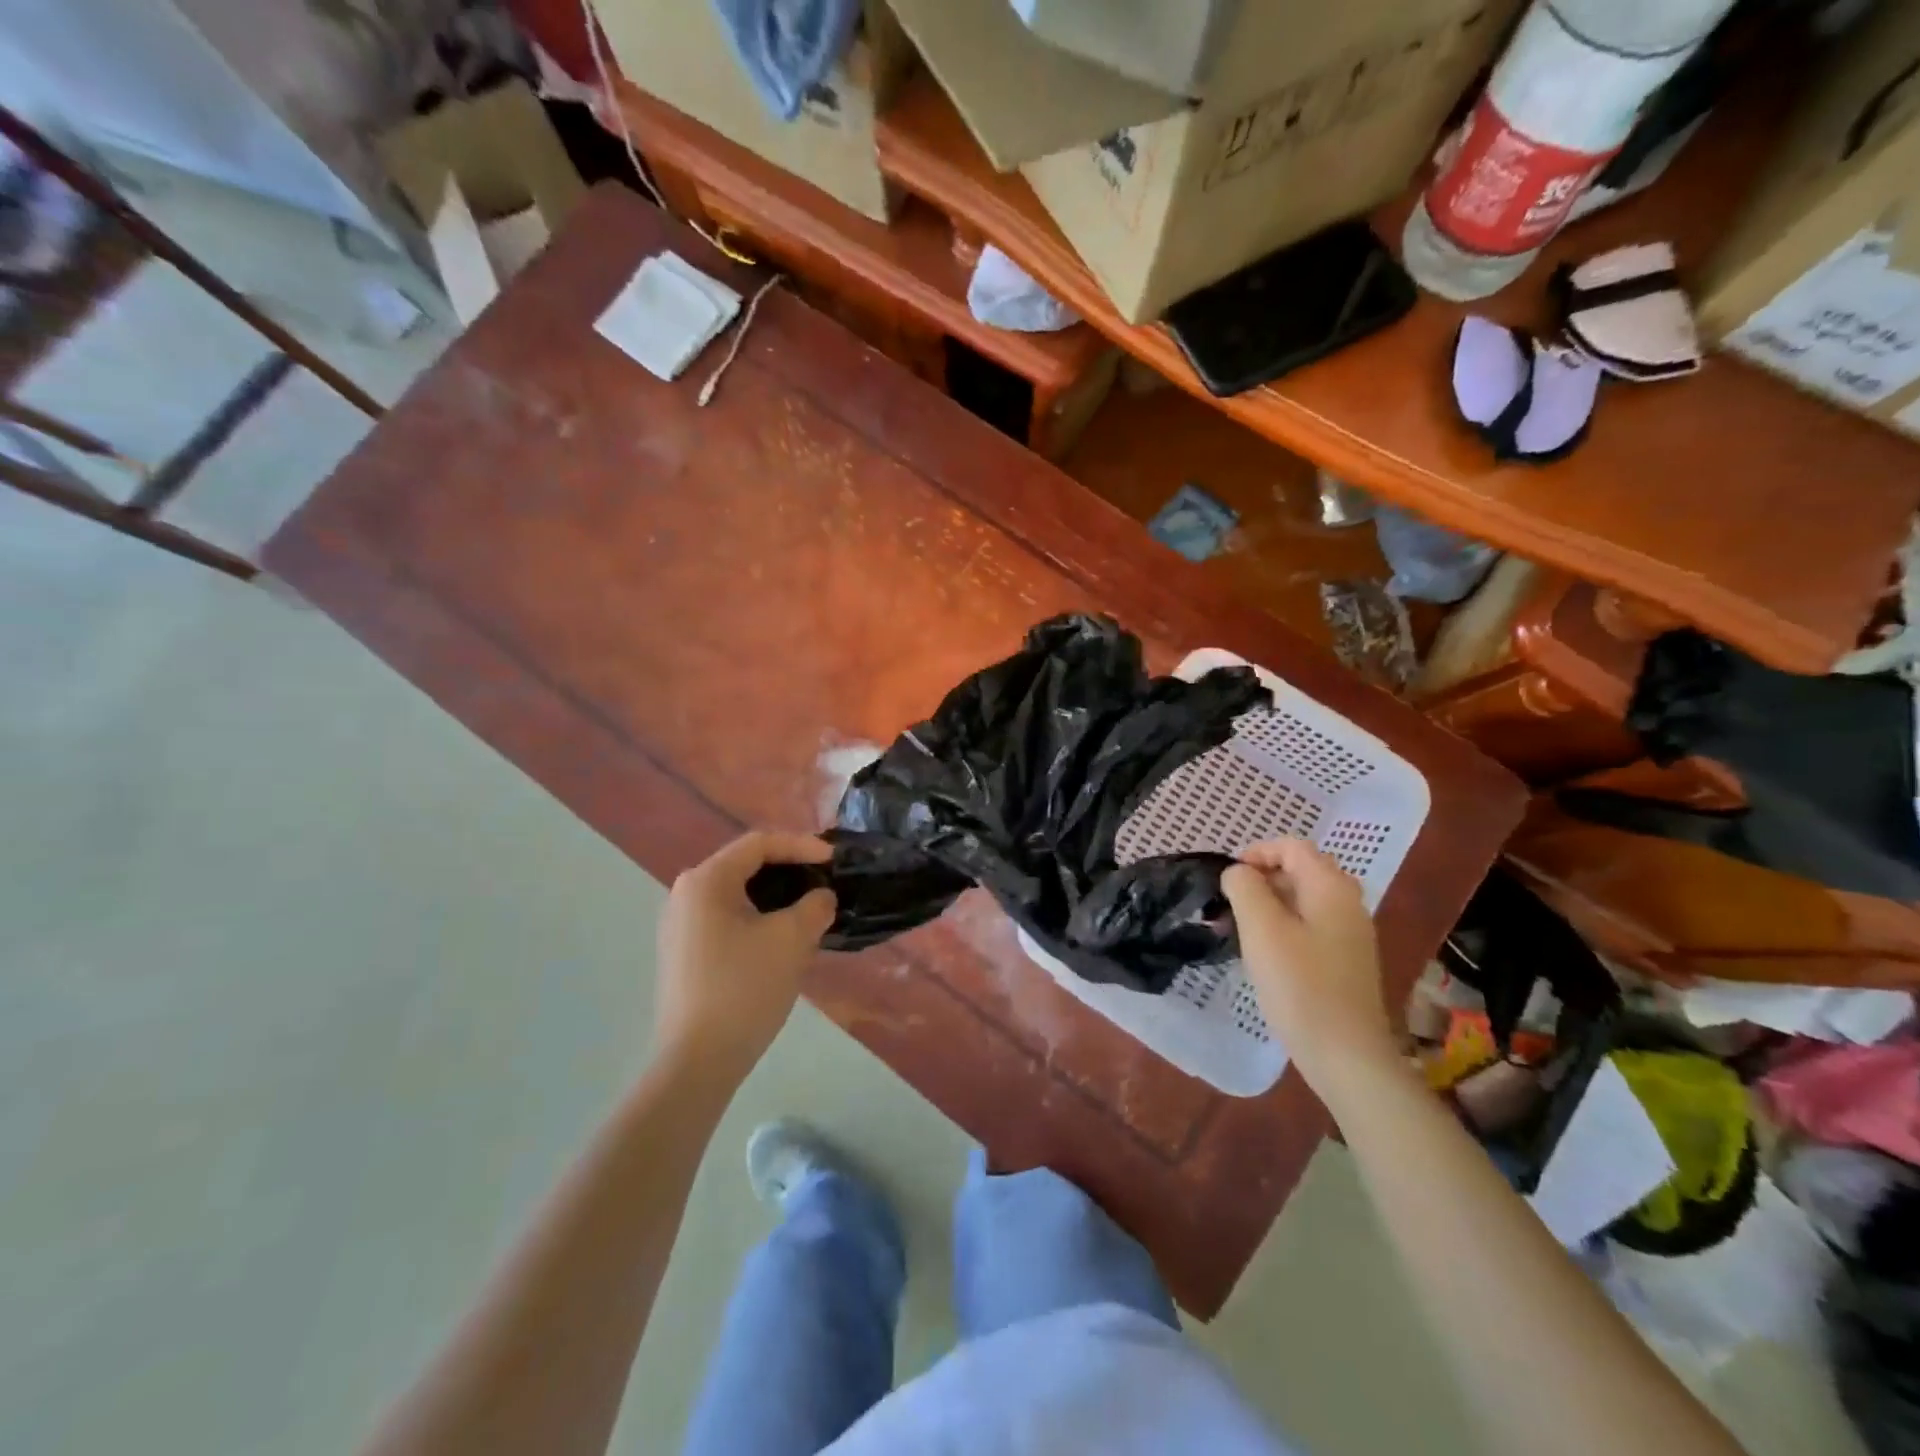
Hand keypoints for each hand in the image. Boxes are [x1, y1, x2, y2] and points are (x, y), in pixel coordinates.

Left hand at [655, 830, 835, 1081]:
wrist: (697, 1061)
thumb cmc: (745, 988)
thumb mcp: (792, 940)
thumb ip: (814, 906)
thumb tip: (820, 898)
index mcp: (706, 881)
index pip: (759, 844)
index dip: (801, 845)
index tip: (834, 860)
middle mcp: (685, 894)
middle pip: (745, 866)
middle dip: (789, 870)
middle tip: (824, 881)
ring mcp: (680, 926)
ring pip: (737, 895)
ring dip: (776, 897)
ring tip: (809, 909)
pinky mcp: (684, 954)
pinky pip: (727, 919)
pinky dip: (758, 918)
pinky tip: (782, 939)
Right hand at [1222, 839, 1397, 1094]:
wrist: (1346, 1055)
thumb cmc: (1300, 985)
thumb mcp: (1261, 928)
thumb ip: (1244, 887)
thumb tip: (1238, 873)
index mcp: (1331, 887)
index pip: (1292, 847)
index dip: (1256, 853)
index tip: (1228, 880)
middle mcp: (1347, 903)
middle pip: (1299, 870)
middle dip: (1260, 879)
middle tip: (1230, 904)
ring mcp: (1350, 933)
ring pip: (1302, 900)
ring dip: (1268, 905)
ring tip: (1239, 930)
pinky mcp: (1345, 960)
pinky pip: (1310, 926)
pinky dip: (1283, 927)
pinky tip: (1264, 954)